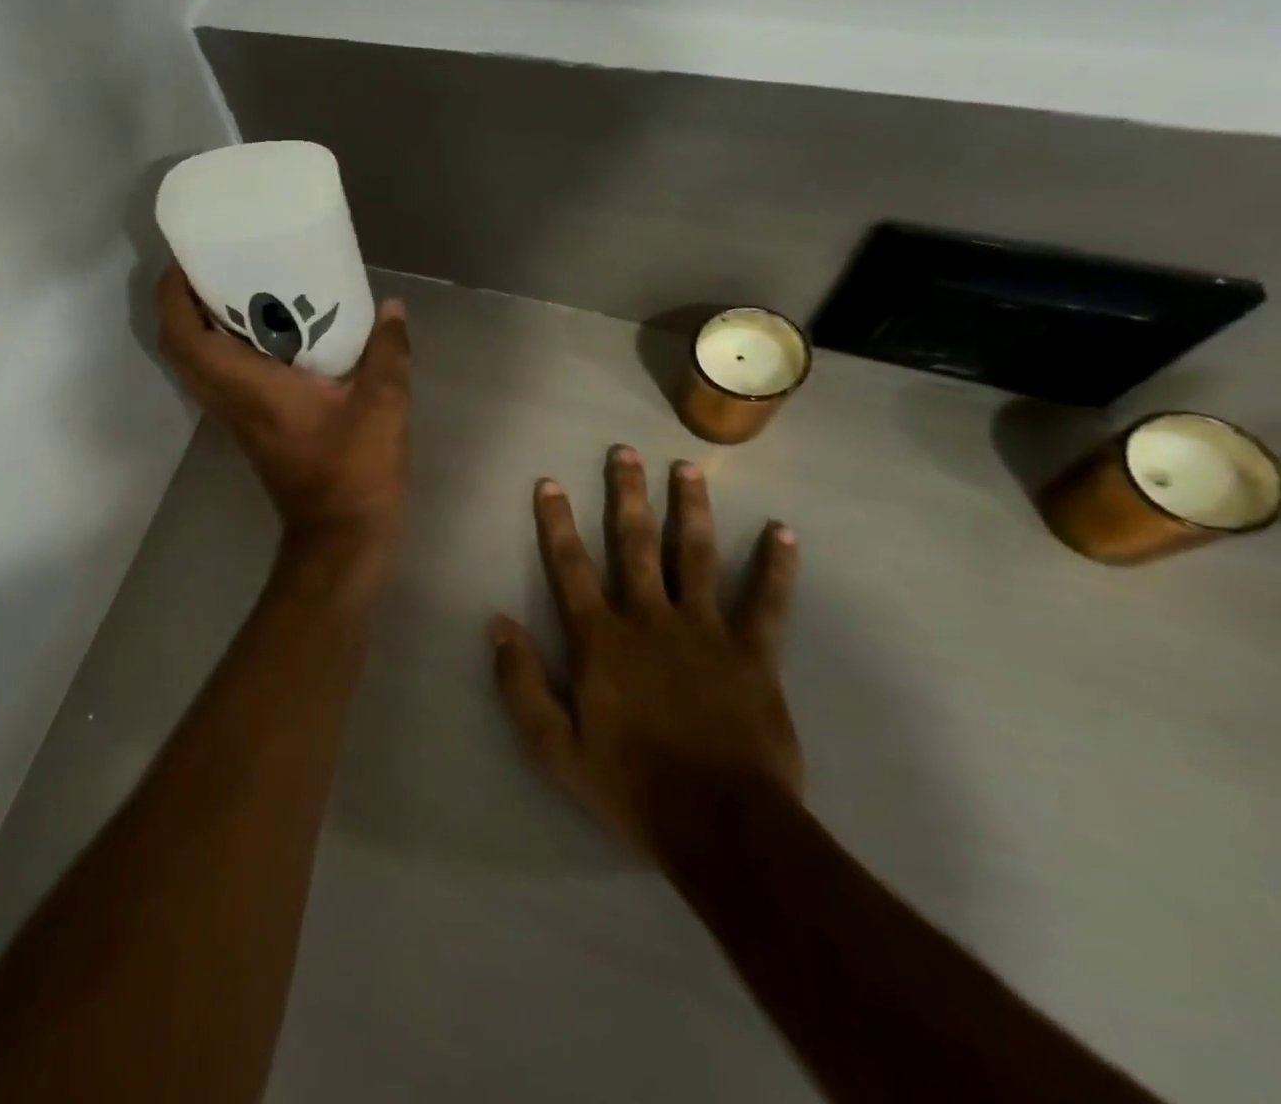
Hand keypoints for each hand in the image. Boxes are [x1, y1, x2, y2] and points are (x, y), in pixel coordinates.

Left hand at [156, 267, 410, 553]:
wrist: (342, 536)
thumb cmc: (355, 471)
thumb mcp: (383, 404)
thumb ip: (387, 351)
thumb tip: (392, 308)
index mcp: (249, 387)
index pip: (186, 336)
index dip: (174, 295)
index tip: (186, 259)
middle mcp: (230, 401)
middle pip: (179, 348)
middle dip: (181, 304)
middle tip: (211, 268)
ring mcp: (235, 419)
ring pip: (194, 367)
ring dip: (199, 328)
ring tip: (232, 291)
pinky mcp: (250, 430)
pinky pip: (218, 380)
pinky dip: (222, 351)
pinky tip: (264, 334)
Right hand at [490, 449, 802, 863]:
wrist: (721, 827)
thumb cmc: (629, 784)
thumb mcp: (553, 745)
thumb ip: (520, 681)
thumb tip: (497, 623)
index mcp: (601, 639)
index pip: (570, 567)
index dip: (556, 523)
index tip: (549, 483)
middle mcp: (650, 619)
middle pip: (636, 544)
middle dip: (626, 494)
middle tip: (624, 452)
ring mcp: (706, 632)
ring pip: (697, 556)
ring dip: (690, 509)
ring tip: (687, 469)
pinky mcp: (754, 655)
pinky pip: (767, 603)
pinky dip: (775, 568)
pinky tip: (782, 533)